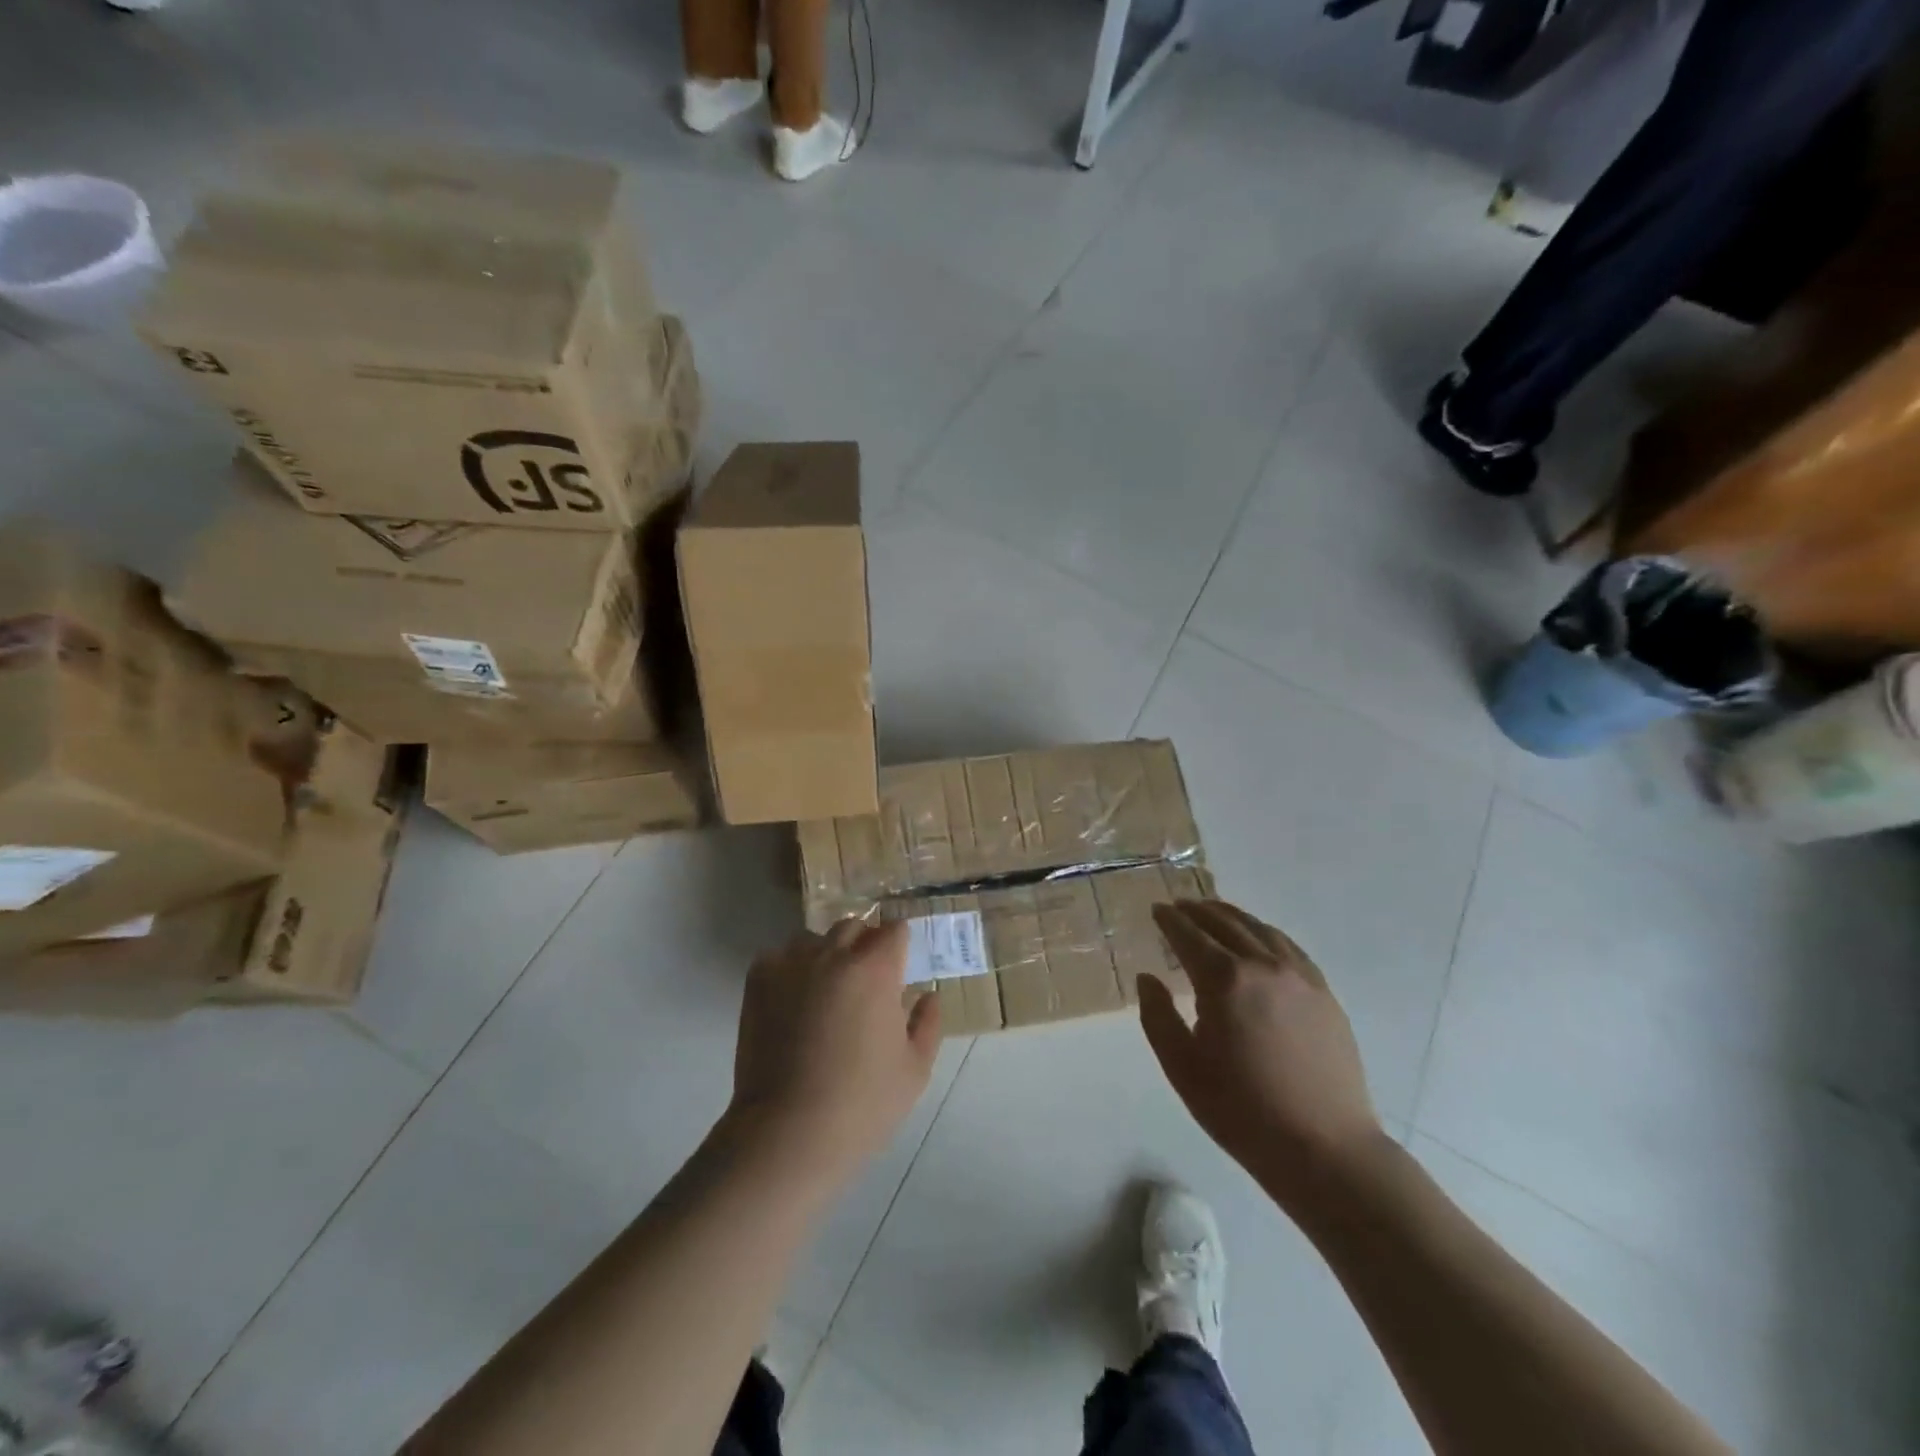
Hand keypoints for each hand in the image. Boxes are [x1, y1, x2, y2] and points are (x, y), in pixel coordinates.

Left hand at [729, 920, 941, 1185]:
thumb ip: (928, 1024)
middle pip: (854, 926)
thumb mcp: (914, 1070)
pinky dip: (789, 969)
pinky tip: (792, 999)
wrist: (788, 1132)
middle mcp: (833, 955)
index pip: (894, 930)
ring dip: (825, 953)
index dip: (899, 946)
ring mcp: (791, 965)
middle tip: (866, 981)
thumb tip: (928, 995)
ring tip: (826, 989)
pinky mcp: (759, 982)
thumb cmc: (862, 1104)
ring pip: (813, 939)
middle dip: (864, 944)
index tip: (899, 967)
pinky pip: (778, 957)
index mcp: (876, 970)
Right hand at [1140, 899, 1385, 1213]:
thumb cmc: (1242, 1111)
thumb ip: (1157, 1016)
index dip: (1169, 920)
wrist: (1324, 1148)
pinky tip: (1258, 939)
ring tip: (1213, 913)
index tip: (1156, 910)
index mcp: (1224, 980)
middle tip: (1179, 906)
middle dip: (1197, 911)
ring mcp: (1299, 976)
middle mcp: (1262, 965)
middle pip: (1224, 922)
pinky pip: (1288, 947)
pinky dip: (1264, 933)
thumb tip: (1148, 978)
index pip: (1189, 935)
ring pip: (1259, 929)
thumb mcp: (1182, 1067)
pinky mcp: (1323, 992)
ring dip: (1231, 916)